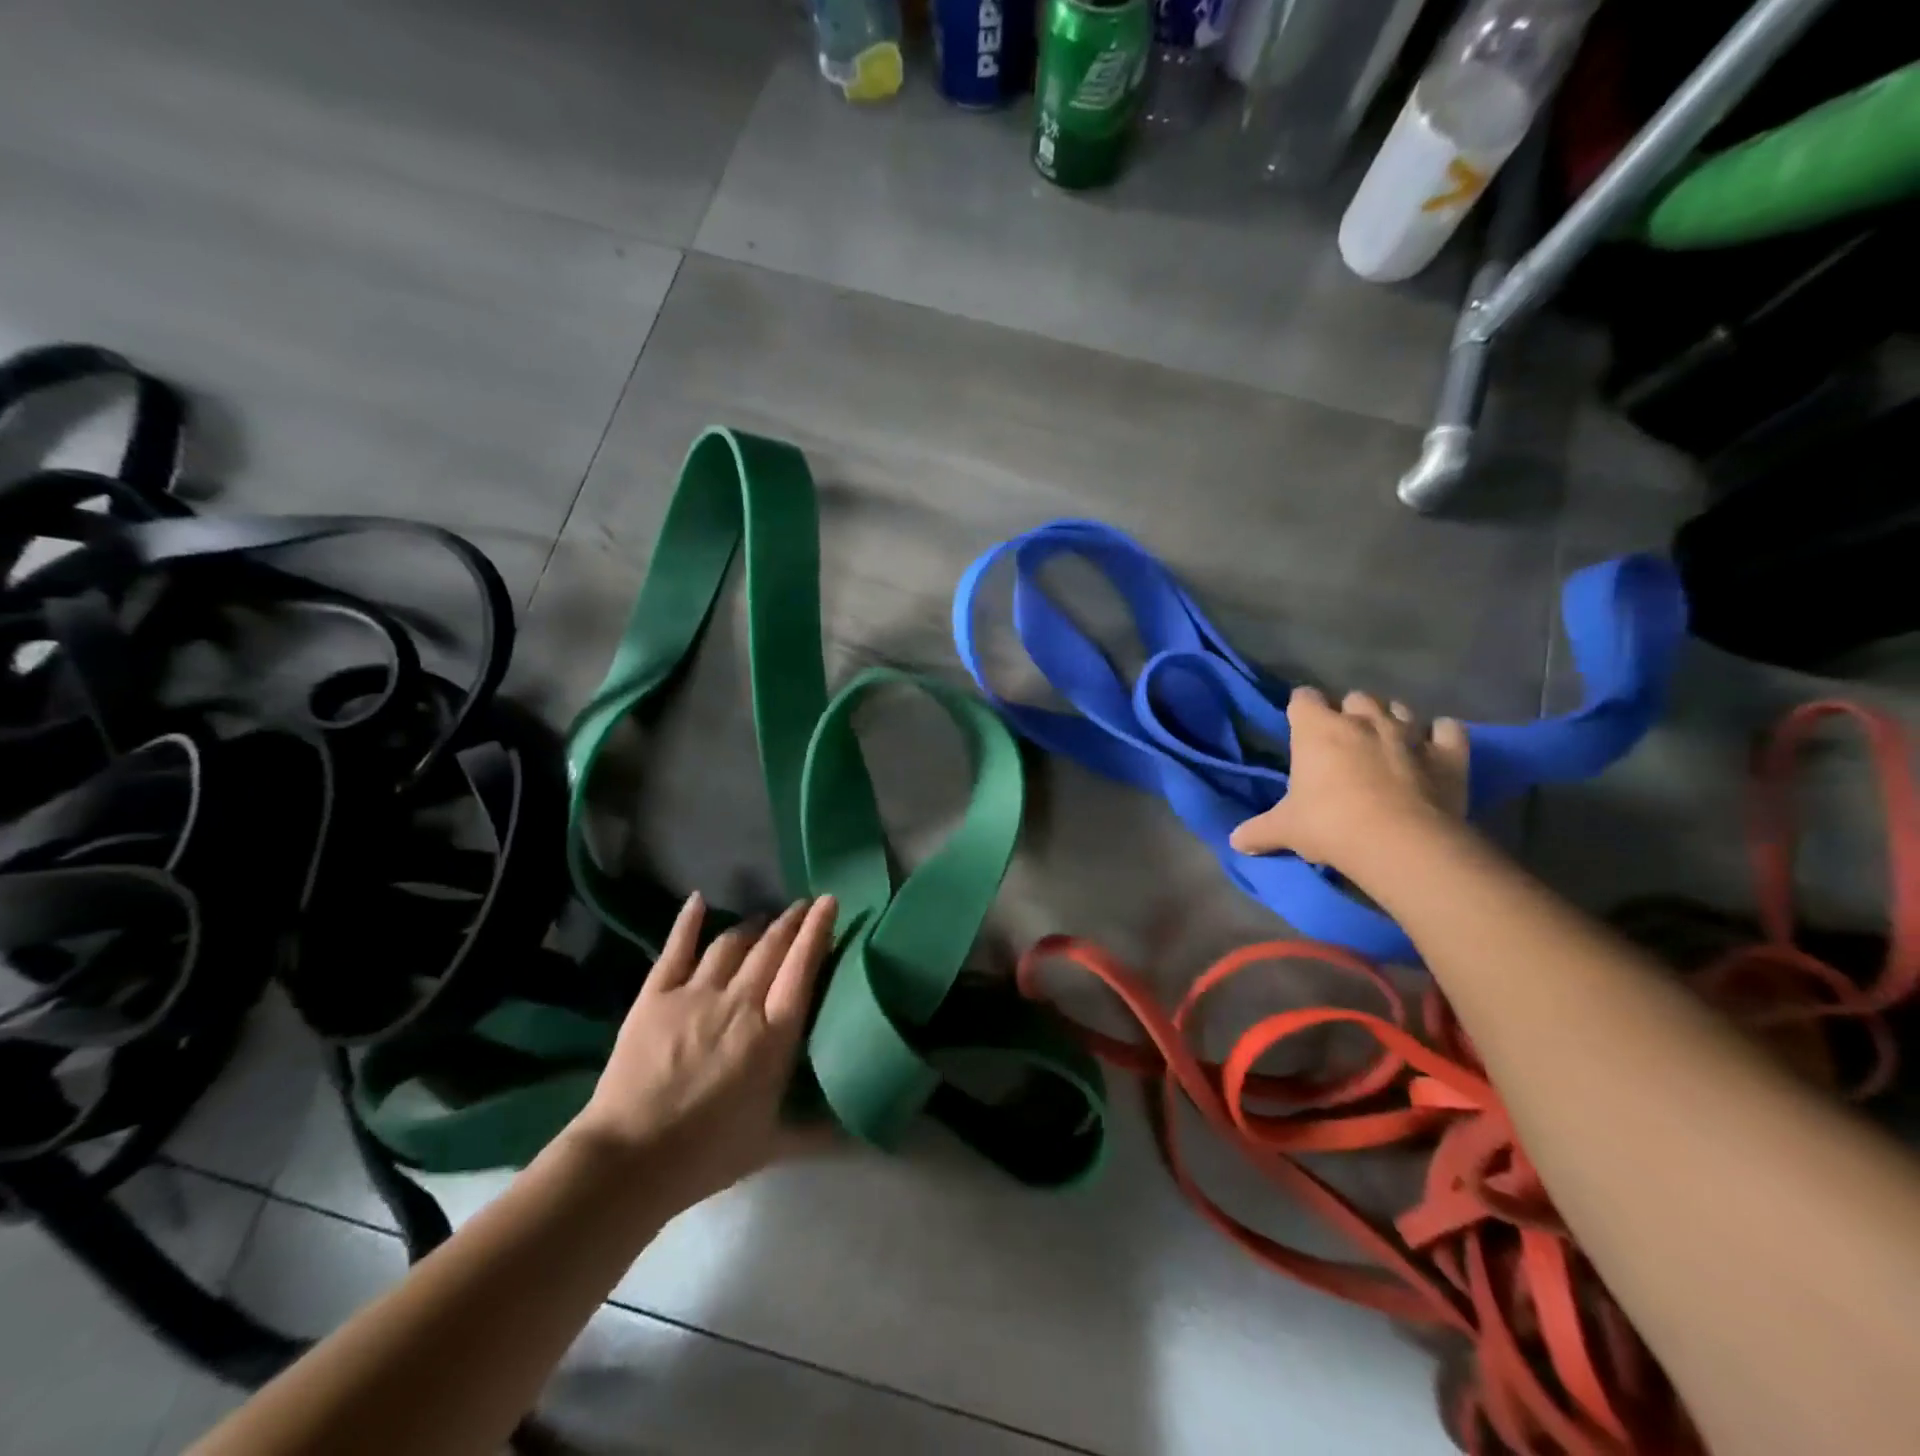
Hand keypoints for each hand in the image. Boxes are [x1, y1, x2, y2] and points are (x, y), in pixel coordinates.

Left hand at [565, 891, 837, 1213]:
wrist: (630, 1159)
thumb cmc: (708, 1153)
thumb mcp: (774, 1144)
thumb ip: (821, 1132)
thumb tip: (865, 1136)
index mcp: (774, 1034)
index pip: (803, 967)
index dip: (818, 930)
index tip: (829, 901)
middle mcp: (740, 1002)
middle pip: (771, 947)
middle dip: (790, 920)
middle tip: (802, 905)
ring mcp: (695, 993)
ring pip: (731, 944)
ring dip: (752, 925)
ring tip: (764, 918)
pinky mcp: (656, 995)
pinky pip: (676, 948)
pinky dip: (689, 921)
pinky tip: (698, 901)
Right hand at [1228, 688, 1468, 869]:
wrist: (1399, 842)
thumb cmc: (1329, 824)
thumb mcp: (1285, 830)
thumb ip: (1258, 831)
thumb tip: (1235, 842)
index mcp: (1317, 729)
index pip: (1303, 698)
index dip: (1301, 709)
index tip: (1300, 725)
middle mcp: (1362, 720)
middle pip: (1355, 697)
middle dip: (1350, 713)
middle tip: (1344, 741)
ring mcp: (1408, 732)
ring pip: (1400, 708)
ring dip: (1392, 720)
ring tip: (1387, 743)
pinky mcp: (1448, 753)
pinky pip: (1449, 729)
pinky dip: (1441, 735)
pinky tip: (1434, 748)